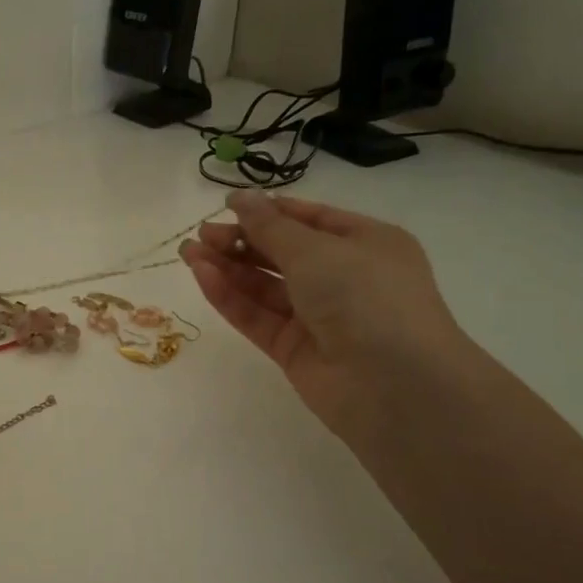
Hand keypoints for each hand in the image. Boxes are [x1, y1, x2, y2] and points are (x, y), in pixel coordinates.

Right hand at [180, 191, 472, 428]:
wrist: (394, 384)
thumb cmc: (366, 297)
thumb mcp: (316, 251)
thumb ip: (269, 227)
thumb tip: (239, 198)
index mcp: (365, 244)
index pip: (310, 220)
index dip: (268, 211)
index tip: (227, 205)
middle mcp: (344, 278)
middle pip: (282, 253)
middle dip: (241, 241)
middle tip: (201, 234)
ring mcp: (318, 316)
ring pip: (264, 286)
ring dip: (227, 267)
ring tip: (188, 252)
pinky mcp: (294, 349)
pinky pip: (257, 316)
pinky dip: (230, 297)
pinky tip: (202, 276)